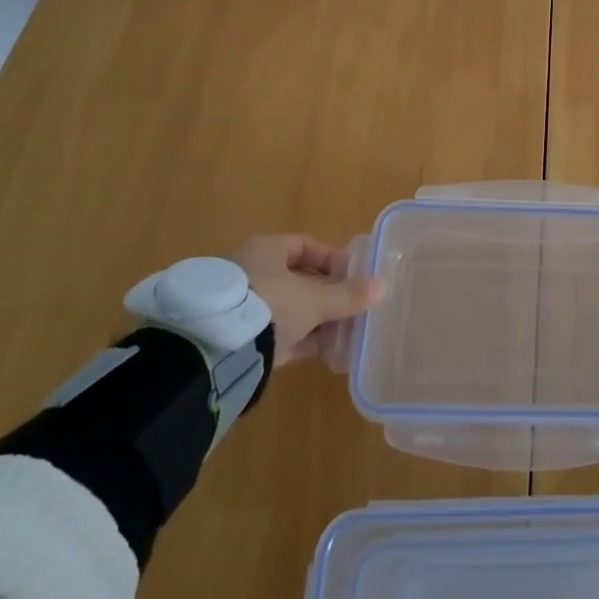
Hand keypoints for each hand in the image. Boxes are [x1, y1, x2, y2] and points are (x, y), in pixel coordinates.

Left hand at [230, 235, 385, 365]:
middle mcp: (252, 272)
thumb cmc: (270, 305)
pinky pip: (279, 334)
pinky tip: (327, 352)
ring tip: (345, 333)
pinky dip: (302, 340)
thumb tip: (383, 287)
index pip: (305, 246)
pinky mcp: (239, 338)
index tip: (354, 275)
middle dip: (328, 295)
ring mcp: (243, 306)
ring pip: (289, 309)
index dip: (332, 259)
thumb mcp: (315, 300)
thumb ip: (348, 295)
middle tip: (353, 307)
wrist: (215, 350)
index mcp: (265, 250)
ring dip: (317, 320)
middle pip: (298, 280)